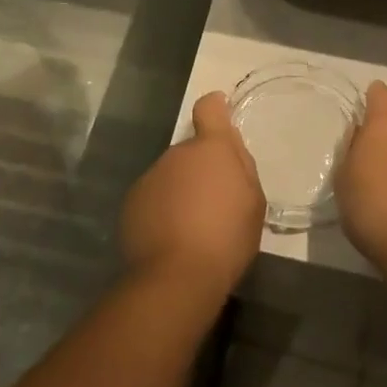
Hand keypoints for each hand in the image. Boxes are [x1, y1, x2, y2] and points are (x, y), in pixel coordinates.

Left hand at [119, 91, 264, 299]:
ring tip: (192, 227)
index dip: (215, 108)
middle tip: (215, 203)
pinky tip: (171, 238)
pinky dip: (162, 210)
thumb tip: (229, 148)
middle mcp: (177, 153)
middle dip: (201, 169)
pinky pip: (154, 197)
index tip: (219, 113)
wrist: (176, 278)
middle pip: (191, 151)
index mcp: (211, 148)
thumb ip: (242, 167)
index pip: (209, 109)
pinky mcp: (132, 202)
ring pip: (171, 175)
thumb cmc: (227, 237)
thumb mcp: (253, 202)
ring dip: (181, 190)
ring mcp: (151, 176)